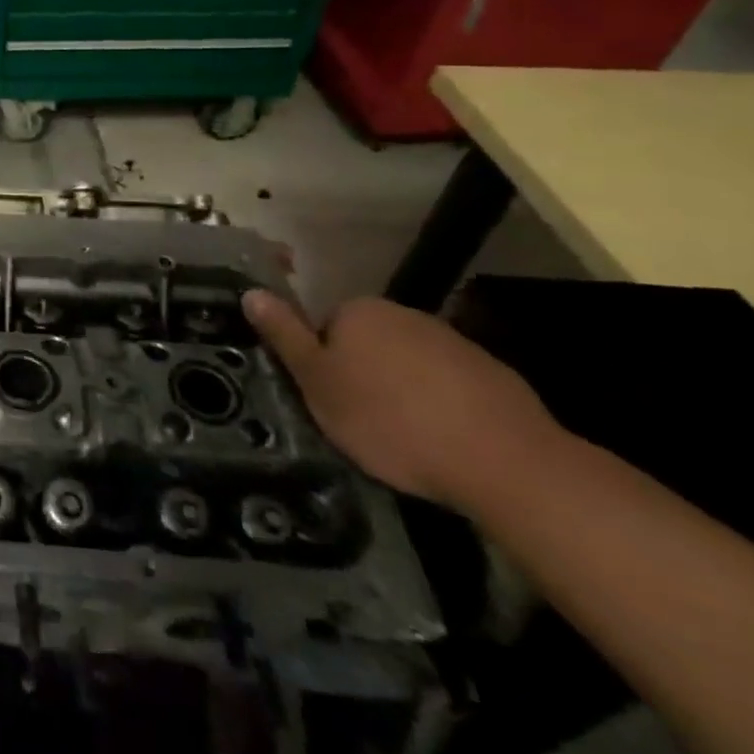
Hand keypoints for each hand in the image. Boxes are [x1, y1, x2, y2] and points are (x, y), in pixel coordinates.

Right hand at [242, 290, 562, 512]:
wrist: (503, 461)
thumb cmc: (388, 419)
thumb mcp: (317, 383)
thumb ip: (284, 335)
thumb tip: (250, 292)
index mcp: (358, 311)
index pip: (324, 328)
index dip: (321, 365)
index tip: (328, 401)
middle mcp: (404, 314)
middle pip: (367, 342)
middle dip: (362, 375)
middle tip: (360, 422)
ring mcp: (454, 342)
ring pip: (409, 364)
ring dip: (402, 391)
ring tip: (405, 437)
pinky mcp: (494, 376)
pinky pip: (450, 387)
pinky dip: (442, 407)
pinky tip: (444, 441)